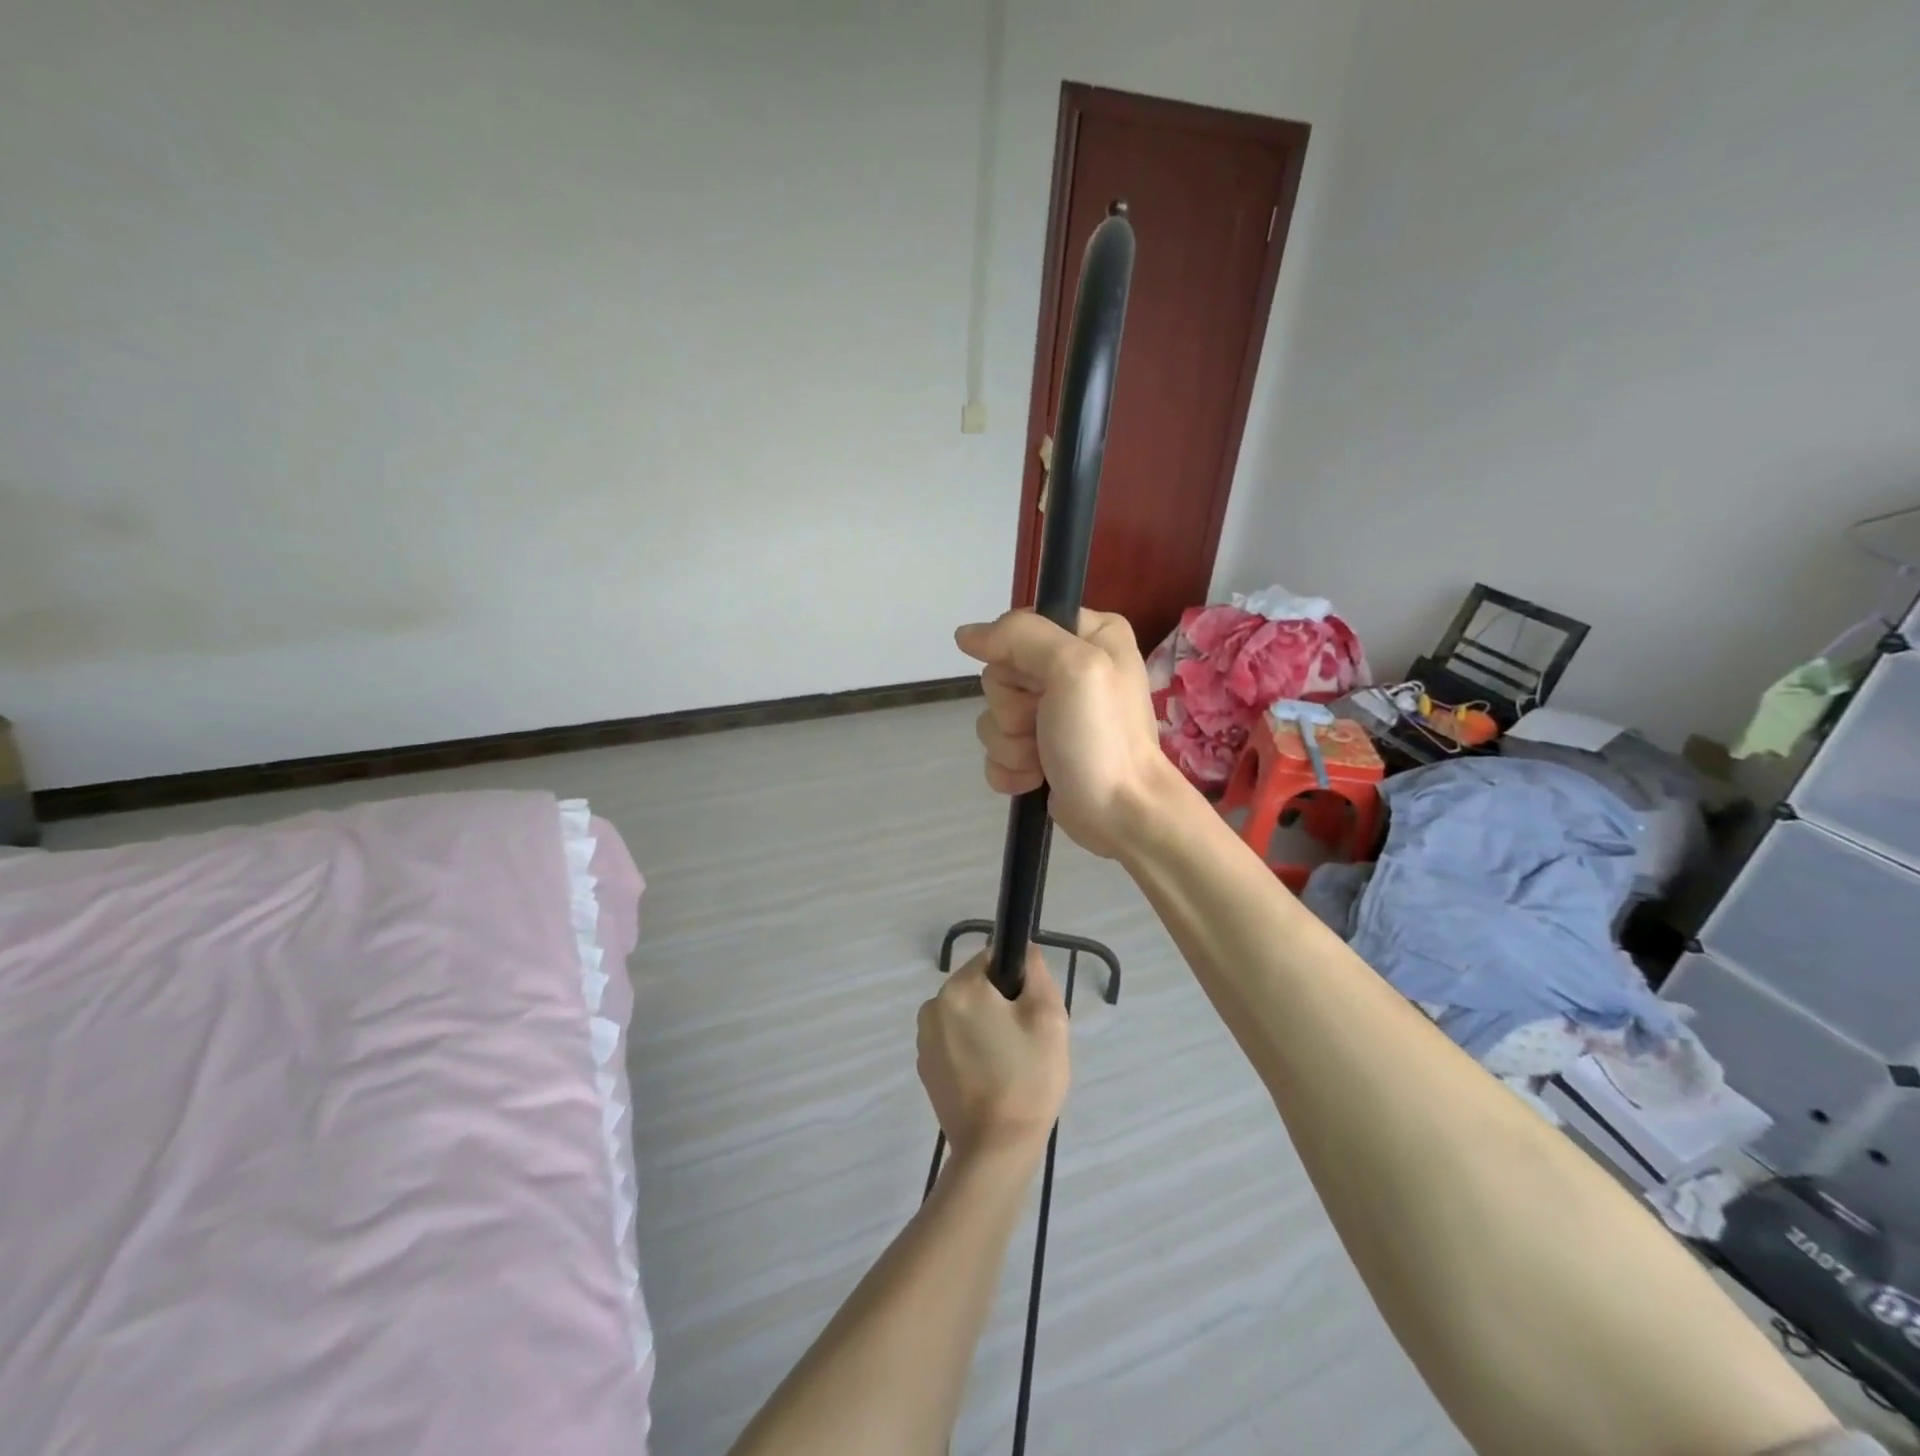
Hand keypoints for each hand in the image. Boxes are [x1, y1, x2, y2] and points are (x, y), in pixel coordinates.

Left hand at [916, 947, 1068, 1159]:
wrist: (996, 1149)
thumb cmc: (1028, 1078)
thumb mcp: (1049, 1018)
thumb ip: (1036, 973)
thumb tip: (1024, 950)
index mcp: (960, 988)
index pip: (992, 959)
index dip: (1016, 979)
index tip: (1031, 1009)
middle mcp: (933, 1005)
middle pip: (976, 987)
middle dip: (1001, 1004)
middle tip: (1026, 1040)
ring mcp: (923, 1039)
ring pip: (964, 1014)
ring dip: (985, 1027)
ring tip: (1010, 1063)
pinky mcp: (924, 1068)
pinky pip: (953, 1041)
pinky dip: (971, 1050)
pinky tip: (990, 1078)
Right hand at [955, 609, 1175, 858]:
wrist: (1122, 814)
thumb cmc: (1102, 739)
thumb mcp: (1072, 669)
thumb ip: (1020, 636)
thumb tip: (967, 635)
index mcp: (1088, 635)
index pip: (1018, 630)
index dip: (1016, 662)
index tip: (1038, 686)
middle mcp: (1070, 667)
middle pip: (1000, 675)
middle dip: (1012, 710)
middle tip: (1044, 726)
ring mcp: (1052, 713)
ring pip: (994, 715)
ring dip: (1011, 744)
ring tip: (1044, 759)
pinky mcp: (1039, 750)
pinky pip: (997, 749)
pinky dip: (1009, 768)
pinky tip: (1034, 779)